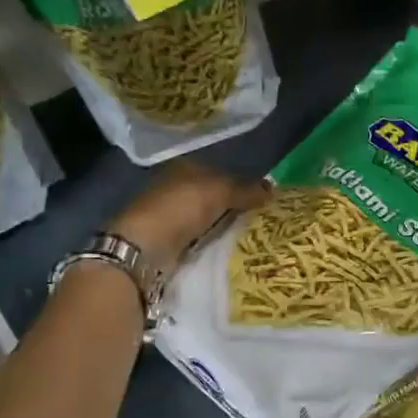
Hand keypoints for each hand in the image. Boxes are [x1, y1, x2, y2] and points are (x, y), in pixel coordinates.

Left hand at [106, 163, 271, 278]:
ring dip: (225, 228)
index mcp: (184, 168)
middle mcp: (175, 188)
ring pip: (208, 219)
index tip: (265, 200)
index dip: (242, 184)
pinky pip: (200, 240)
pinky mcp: (169, 242)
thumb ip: (247, 189)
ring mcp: (170, 217)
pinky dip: (213, 244)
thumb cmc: (181, 208)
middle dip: (235, 208)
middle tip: (264, 221)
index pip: (220, 172)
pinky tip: (231, 250)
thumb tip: (273, 188)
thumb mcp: (220, 191)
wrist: (144, 248)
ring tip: (254, 238)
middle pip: (214, 197)